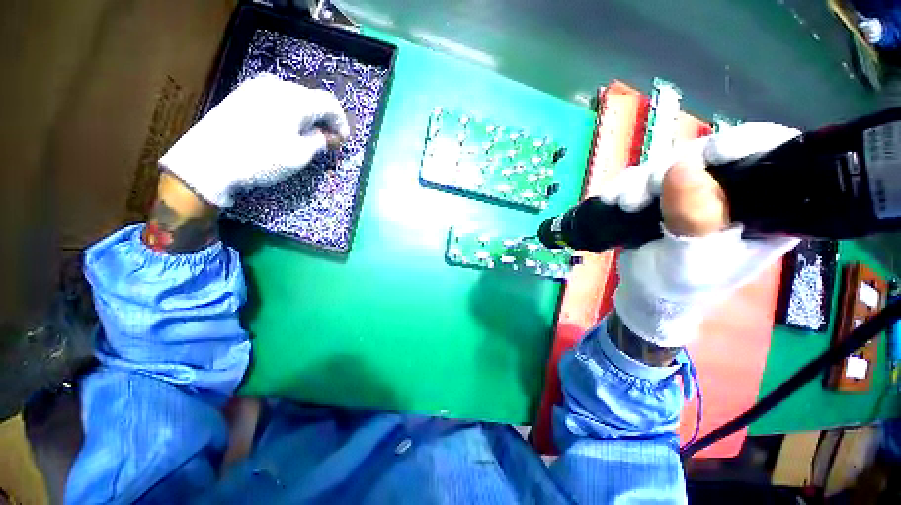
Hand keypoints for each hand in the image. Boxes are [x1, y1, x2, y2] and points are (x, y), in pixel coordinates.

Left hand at [160, 73, 349, 207]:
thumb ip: (319, 141)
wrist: (207, 162)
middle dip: (324, 119)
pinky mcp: (242, 95)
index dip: (341, 122)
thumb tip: (328, 136)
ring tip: (308, 136)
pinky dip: (289, 113)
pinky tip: (286, 129)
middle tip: (328, 140)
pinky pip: (275, 99)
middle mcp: (276, 86)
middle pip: (311, 98)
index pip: (329, 104)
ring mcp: (256, 88)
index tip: (343, 140)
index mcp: (294, 99)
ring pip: (293, 98)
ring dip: (306, 116)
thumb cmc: (260, 159)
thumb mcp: (298, 155)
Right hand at [609, 123, 801, 347]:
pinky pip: (643, 177)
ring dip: (638, 182)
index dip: (740, 144)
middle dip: (668, 171)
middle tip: (639, 197)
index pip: (768, 155)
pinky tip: (614, 201)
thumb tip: (682, 167)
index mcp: (762, 208)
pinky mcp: (664, 195)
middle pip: (706, 155)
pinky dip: (624, 186)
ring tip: (624, 205)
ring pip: (669, 163)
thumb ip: (692, 220)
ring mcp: (694, 191)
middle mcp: (731, 192)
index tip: (704, 157)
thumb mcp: (690, 261)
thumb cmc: (678, 287)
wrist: (647, 296)